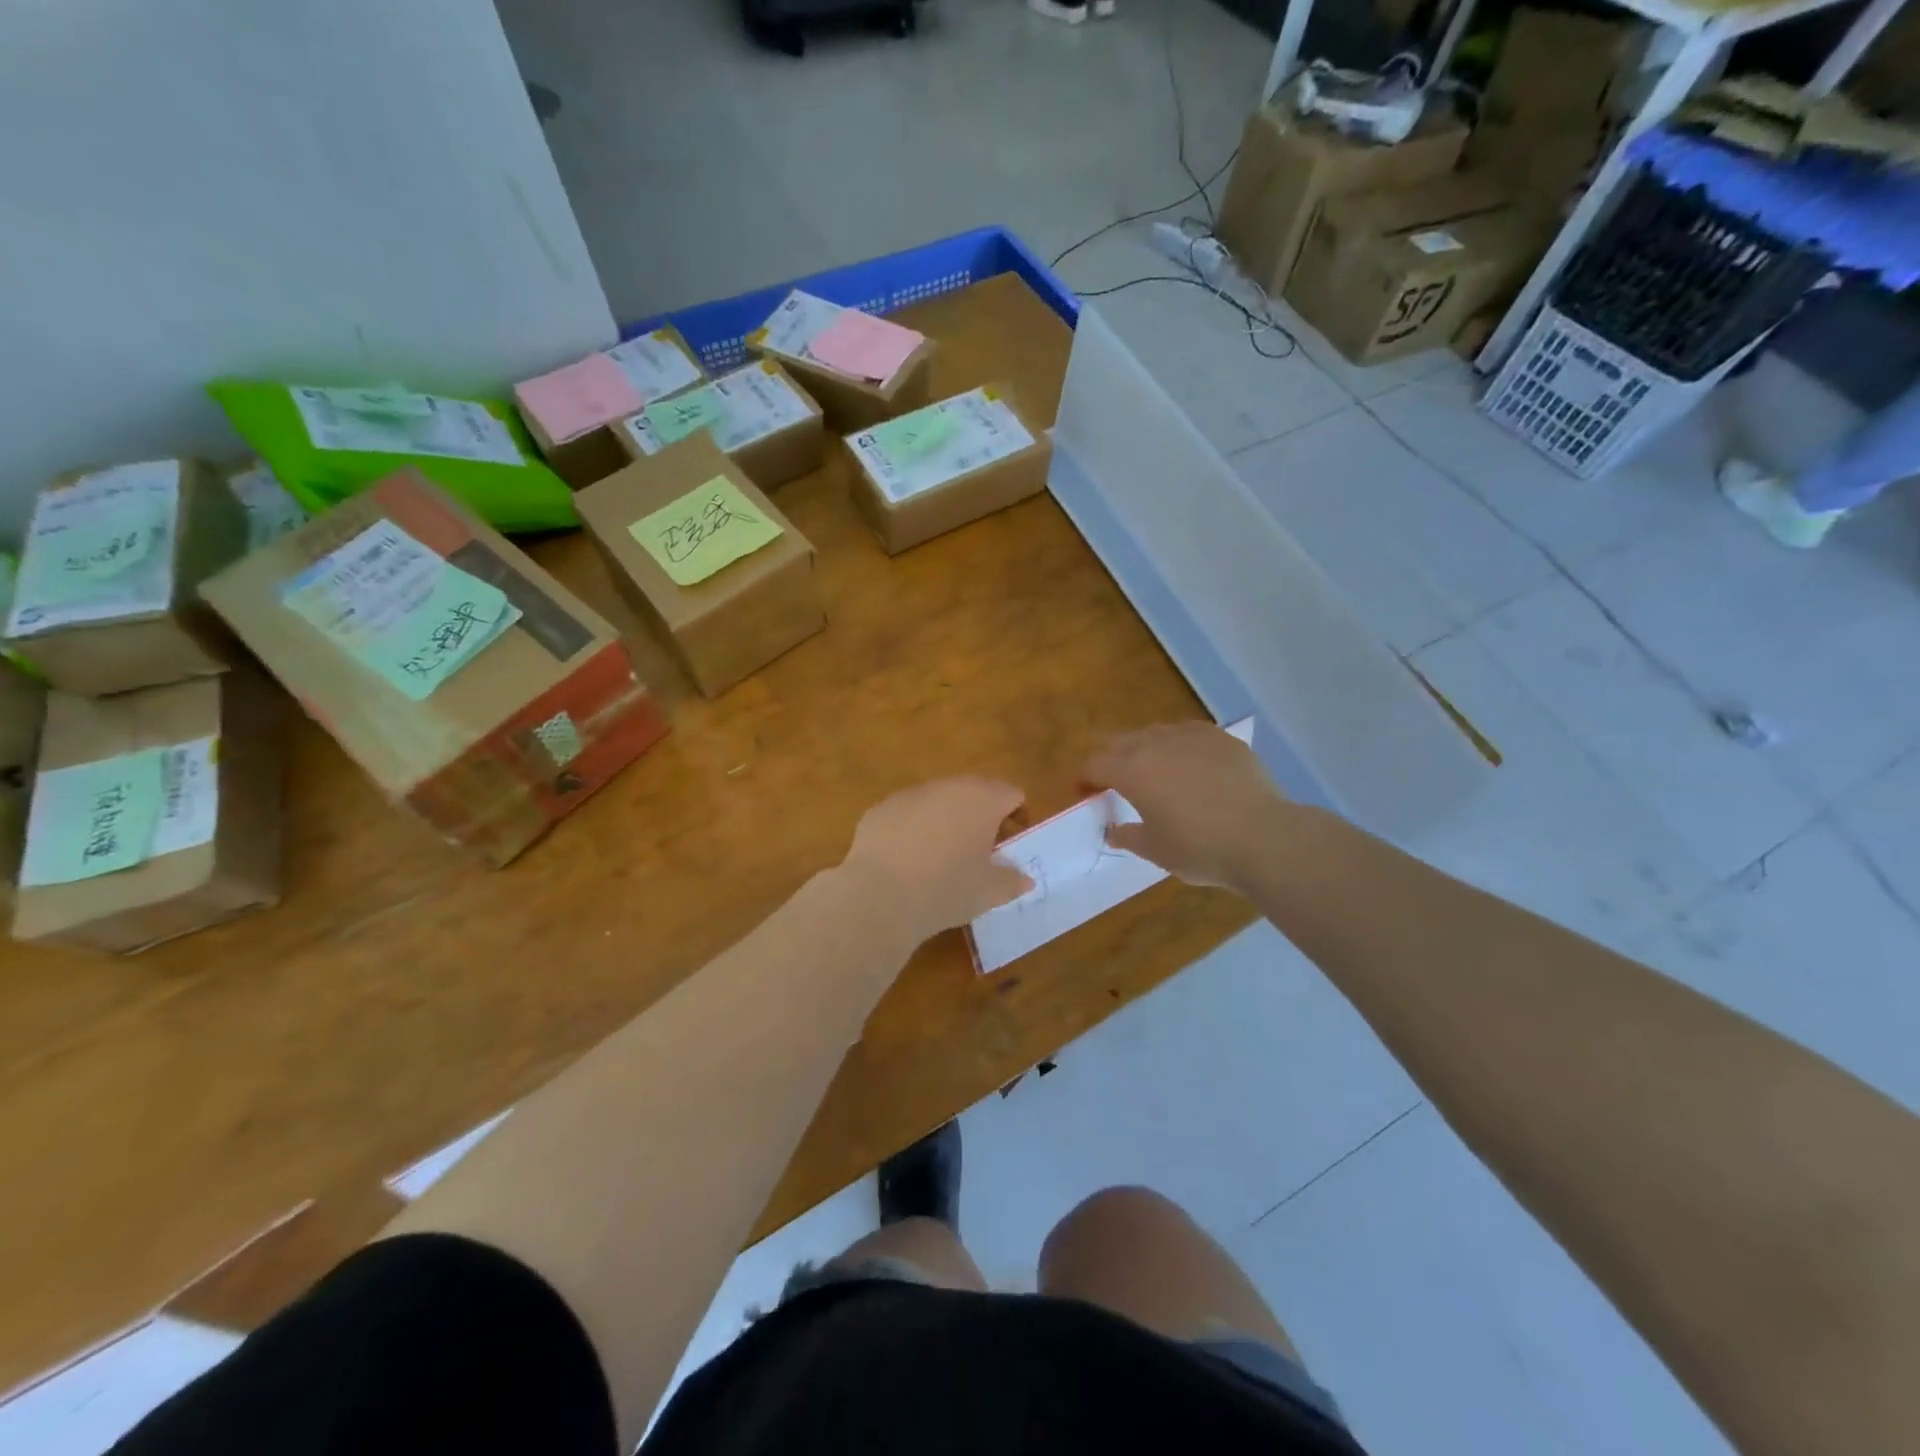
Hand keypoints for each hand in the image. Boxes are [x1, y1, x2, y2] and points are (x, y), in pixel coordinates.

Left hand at [841, 778, 1033, 942]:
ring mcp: (910, 795)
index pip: (1011, 795)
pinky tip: (906, 861)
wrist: (880, 896)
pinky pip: (906, 814)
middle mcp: (947, 787)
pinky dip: (912, 830)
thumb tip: (1025, 879)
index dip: (1016, 817)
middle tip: (979, 850)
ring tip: (940, 857)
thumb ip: (1012, 881)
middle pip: (974, 792)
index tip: (1010, 844)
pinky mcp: (880, 809)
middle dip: (980, 815)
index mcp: (982, 800)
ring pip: (937, 801)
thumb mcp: (989, 893)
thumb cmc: (947, 889)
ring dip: (945, 820)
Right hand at [1082, 722, 1284, 890]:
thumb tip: (1113, 831)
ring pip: (1155, 734)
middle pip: (1120, 742)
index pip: (1093, 764)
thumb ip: (1128, 836)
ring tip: (1154, 771)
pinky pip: (1188, 735)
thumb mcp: (1155, 850)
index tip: (1085, 793)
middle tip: (1115, 782)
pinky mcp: (1221, 738)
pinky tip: (1191, 766)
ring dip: (1144, 750)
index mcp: (1131, 770)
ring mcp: (1190, 736)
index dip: (1084, 778)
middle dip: (1111, 760)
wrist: (1263, 837)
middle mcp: (1155, 744)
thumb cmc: (1199, 848)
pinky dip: (1179, 747)